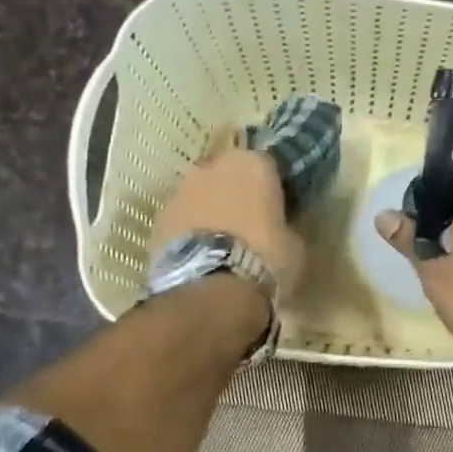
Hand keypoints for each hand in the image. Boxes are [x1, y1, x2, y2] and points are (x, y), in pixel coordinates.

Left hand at [153, 148, 305, 296]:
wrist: (210, 287)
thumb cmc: (264, 258)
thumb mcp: (294, 244)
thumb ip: (286, 225)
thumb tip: (280, 228)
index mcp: (253, 164)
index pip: (269, 165)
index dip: (273, 187)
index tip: (278, 207)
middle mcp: (213, 166)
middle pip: (229, 174)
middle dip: (237, 193)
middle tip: (248, 223)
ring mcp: (180, 189)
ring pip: (201, 194)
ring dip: (210, 210)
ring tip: (220, 243)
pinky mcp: (158, 217)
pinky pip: (181, 218)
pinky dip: (189, 230)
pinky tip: (199, 256)